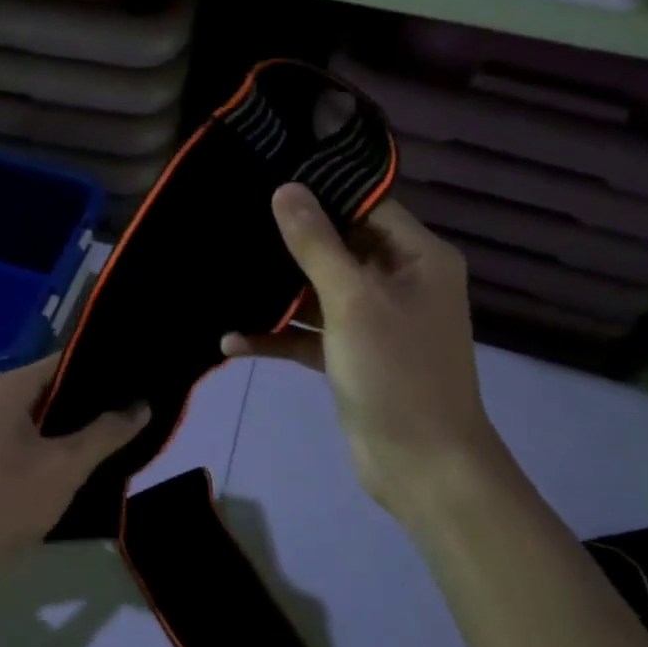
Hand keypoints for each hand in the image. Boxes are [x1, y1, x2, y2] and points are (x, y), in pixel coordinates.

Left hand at [0, 354, 148, 568]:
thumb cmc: (10, 497)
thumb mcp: (68, 464)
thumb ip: (107, 432)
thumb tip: (143, 405)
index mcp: (7, 387)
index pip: (64, 362)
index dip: (102, 370)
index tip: (137, 381)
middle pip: (54, 388)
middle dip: (92, 401)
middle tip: (135, 409)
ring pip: (44, 415)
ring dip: (76, 426)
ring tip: (119, 431)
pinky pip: (31, 436)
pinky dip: (57, 443)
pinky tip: (86, 456)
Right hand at [221, 185, 502, 509]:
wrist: (422, 465)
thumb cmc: (396, 371)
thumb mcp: (352, 301)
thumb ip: (317, 244)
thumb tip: (286, 188)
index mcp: (417, 258)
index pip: (367, 206)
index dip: (321, 194)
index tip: (267, 181)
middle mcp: (398, 281)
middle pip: (338, 247)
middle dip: (288, 243)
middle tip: (235, 222)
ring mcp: (373, 320)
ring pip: (318, 292)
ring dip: (277, 293)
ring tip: (225, 275)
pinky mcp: (350, 355)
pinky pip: (309, 334)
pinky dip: (277, 335)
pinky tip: (232, 341)